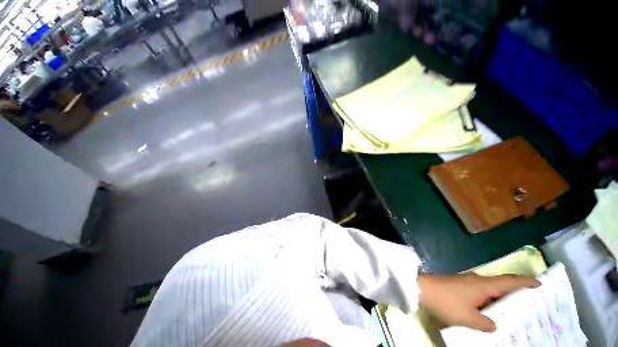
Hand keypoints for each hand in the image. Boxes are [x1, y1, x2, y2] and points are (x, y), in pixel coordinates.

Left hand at [417, 272, 539, 331]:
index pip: (509, 281)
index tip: (539, 283)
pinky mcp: (459, 285)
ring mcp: (467, 281)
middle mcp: (477, 280)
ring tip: (513, 311)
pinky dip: (488, 300)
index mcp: (483, 284)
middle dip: (516, 293)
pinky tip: (489, 310)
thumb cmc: (447, 302)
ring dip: (501, 298)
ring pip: (490, 289)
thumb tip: (495, 325)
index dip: (525, 281)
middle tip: (531, 304)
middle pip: (501, 285)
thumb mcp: (468, 318)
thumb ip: (485, 324)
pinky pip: (480, 292)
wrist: (422, 289)